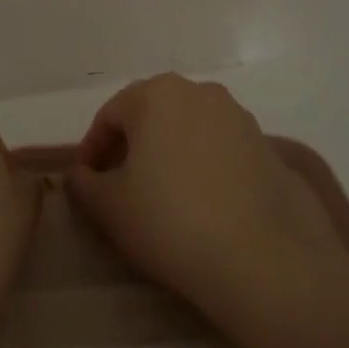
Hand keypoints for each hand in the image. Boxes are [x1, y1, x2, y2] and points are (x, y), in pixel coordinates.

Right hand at [67, 74, 348, 315]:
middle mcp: (199, 92)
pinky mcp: (267, 145)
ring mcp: (238, 116)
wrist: (261, 255)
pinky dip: (202, 165)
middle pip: (151, 114)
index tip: (86, 184)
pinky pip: (219, 148)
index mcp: (155, 94)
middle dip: (130, 146)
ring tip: (161, 196)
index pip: (109, 116)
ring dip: (168, 153)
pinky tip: (201, 203)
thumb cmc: (169, 220)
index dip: (92, 150)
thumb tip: (82, 175)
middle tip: (119, 186)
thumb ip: (84, 184)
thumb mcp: (108, 206)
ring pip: (187, 129)